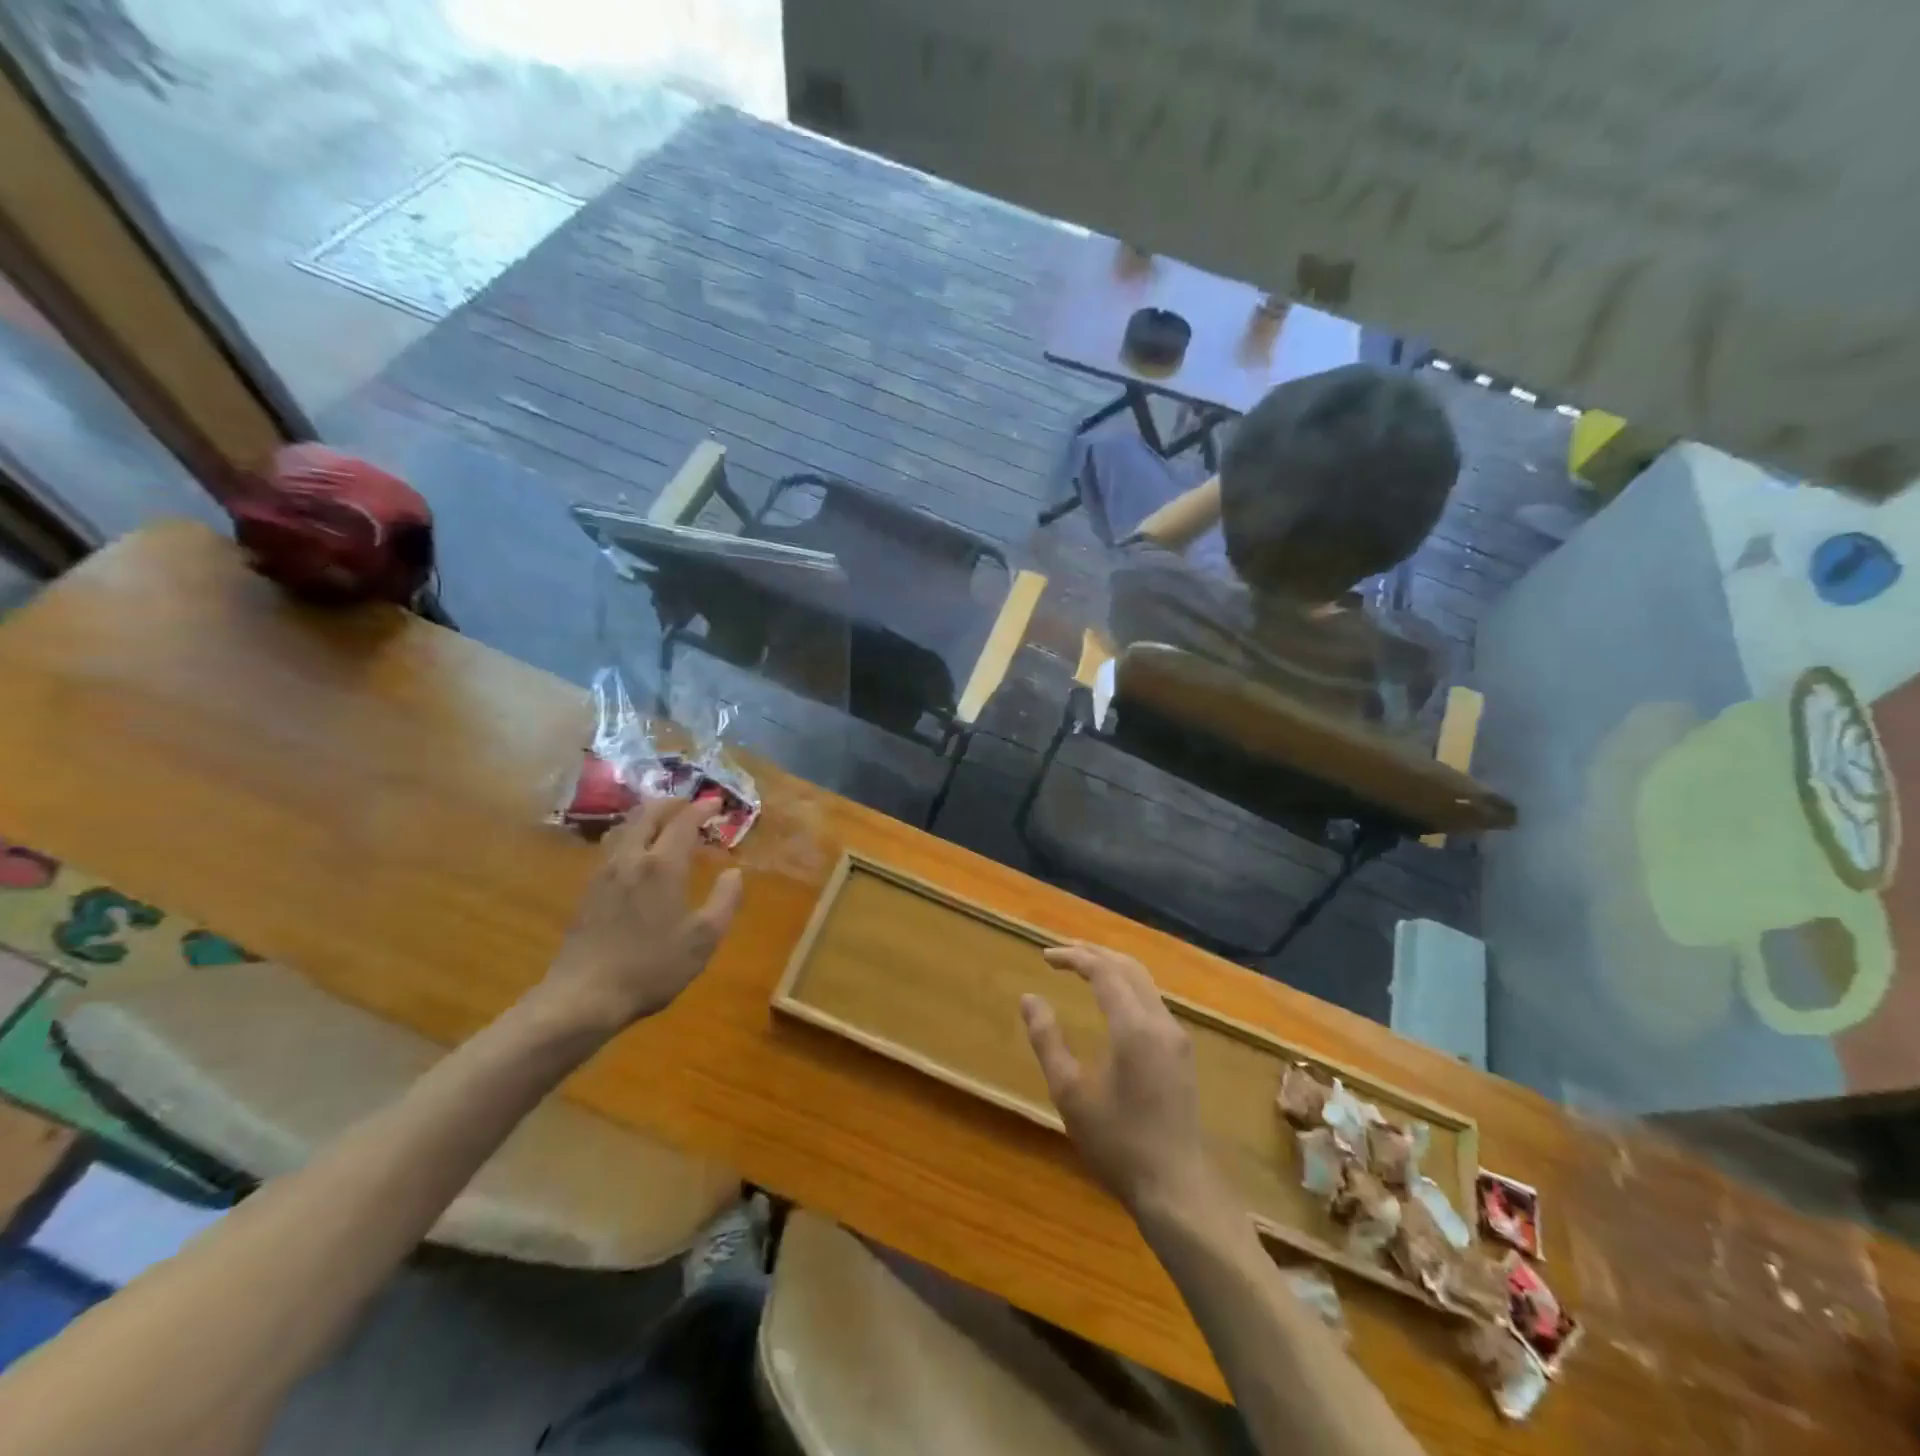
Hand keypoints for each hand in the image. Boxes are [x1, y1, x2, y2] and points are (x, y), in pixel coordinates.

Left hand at [538, 798, 742, 1035]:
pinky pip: (614, 847)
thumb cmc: (651, 967)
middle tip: (690, 805)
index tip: (717, 802)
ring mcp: (604, 873)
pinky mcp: (588, 890)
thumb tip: (735, 873)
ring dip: (649, 817)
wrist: (583, 997)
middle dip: (671, 804)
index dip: (701, 808)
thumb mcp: (703, 939)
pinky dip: (633, 836)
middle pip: (648, 814)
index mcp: (662, 866)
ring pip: (626, 828)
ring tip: (665, 824)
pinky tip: (639, 856)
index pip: (683, 822)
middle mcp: (631, 859)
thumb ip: (725, 901)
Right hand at [1021, 944, 1214, 1214]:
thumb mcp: (1070, 1093)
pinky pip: (1152, 1000)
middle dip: (1094, 953)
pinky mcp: (1182, 1052)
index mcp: (1133, 1027)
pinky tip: (1110, 1000)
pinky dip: (1126, 986)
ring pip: (1144, 982)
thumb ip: (1047, 1040)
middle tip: (1061, 953)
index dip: (1073, 957)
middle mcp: (1160, 1021)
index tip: (1045, 957)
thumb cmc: (1117, 1143)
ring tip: (1082, 967)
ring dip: (1112, 967)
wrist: (1177, 1188)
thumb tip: (1029, 998)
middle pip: (1128, 967)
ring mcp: (1176, 1036)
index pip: (1103, 970)